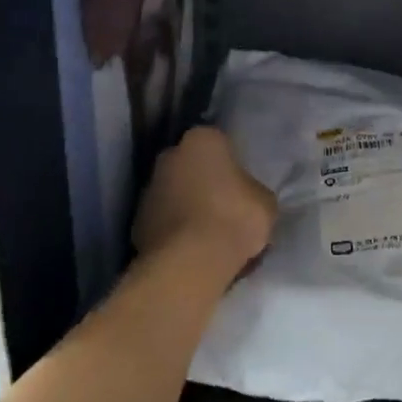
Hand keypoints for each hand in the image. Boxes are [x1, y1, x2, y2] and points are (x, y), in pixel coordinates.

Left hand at [133, 127, 276, 274]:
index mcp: (202, 139)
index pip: (220, 143)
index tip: (242, 185)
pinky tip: (192, 249)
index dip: (232, 164)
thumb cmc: (234, 218)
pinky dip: (174, 230)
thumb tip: (247, 197)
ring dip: (187, 205)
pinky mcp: (136, 222)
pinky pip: (163, 220)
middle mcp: (169, 155)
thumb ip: (253, 190)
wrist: (190, 262)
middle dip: (205, 181)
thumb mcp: (265, 202)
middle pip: (191, 165)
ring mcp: (148, 188)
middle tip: (225, 206)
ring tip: (208, 233)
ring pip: (174, 192)